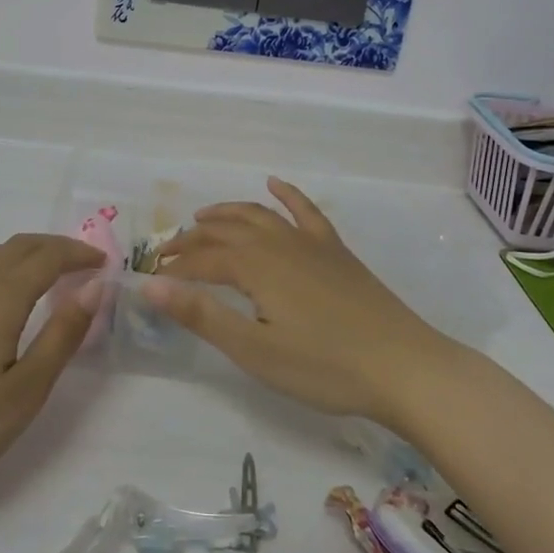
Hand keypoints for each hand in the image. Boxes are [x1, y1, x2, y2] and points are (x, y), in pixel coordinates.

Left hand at [0, 234, 104, 496]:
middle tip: (79, 262)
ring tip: (40, 274)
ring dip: (20, 254)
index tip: (102, 263)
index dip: (77, 254)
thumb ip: (62, 335)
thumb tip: (93, 288)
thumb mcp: (27, 389)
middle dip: (52, 247)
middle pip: (15, 247)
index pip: (46, 258)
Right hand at [149, 177, 453, 425]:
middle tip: (168, 252)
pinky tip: (274, 184)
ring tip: (203, 217)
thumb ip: (201, 315)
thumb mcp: (254, 349)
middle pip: (225, 231)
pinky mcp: (336, 250)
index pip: (203, 260)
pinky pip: (306, 211)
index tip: (152, 281)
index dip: (175, 269)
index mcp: (255, 266)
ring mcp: (310, 243)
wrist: (404, 367)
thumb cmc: (324, 367)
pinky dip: (287, 194)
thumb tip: (149, 286)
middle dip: (192, 239)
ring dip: (227, 213)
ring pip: (259, 215)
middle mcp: (278, 243)